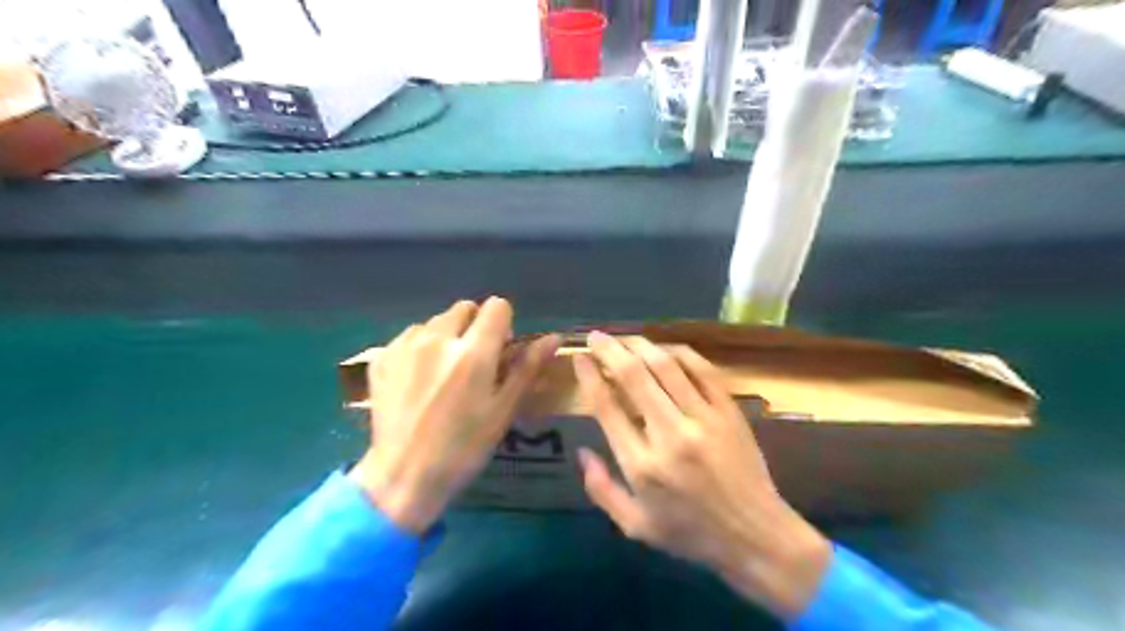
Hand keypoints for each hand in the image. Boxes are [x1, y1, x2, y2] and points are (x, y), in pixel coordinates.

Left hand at [351, 298, 556, 533]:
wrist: (403, 477)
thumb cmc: (464, 447)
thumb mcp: (503, 410)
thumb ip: (527, 368)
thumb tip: (553, 337)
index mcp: (472, 353)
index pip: (496, 307)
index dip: (504, 324)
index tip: (501, 349)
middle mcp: (437, 339)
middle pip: (464, 308)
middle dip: (475, 327)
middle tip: (474, 363)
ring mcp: (404, 346)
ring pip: (436, 321)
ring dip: (447, 336)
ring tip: (444, 372)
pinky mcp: (381, 357)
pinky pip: (410, 336)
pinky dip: (420, 347)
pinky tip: (419, 378)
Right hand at [575, 332, 828, 618]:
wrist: (755, 535)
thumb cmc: (690, 533)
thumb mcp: (635, 526)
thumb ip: (601, 490)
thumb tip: (581, 451)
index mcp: (642, 465)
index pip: (607, 407)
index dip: (589, 376)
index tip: (580, 358)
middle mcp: (670, 435)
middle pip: (634, 376)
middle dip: (610, 349)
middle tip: (596, 336)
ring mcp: (704, 419)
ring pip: (667, 367)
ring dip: (641, 345)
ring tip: (625, 337)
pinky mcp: (729, 411)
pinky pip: (703, 370)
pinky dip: (681, 353)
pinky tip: (665, 348)